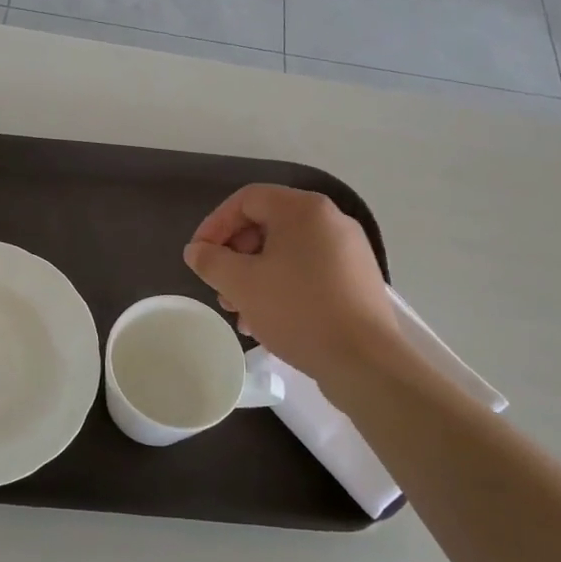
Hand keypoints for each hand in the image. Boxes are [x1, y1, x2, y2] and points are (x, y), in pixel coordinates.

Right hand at [184, 184, 404, 386]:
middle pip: (267, 225)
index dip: (215, 224)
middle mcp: (331, 220)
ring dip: (255, 276)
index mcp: (304, 209)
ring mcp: (348, 251)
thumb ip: (211, 261)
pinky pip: (308, 271)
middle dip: (235, 256)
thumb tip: (196, 250)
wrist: (364, 361)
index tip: (198, 256)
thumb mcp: (241, 284)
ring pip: (286, 252)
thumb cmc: (297, 310)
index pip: (246, 199)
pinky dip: (281, 287)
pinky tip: (268, 320)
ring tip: (239, 312)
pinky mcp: (356, 280)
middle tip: (219, 286)